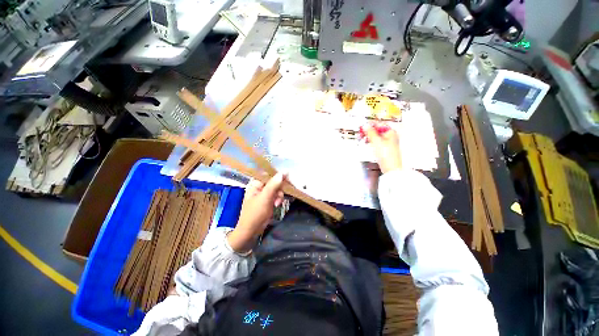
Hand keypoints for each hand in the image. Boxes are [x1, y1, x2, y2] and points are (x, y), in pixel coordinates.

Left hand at [227, 173, 285, 252]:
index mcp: (255, 183)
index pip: (269, 174)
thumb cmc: (255, 213)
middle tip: (281, 196)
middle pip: (274, 182)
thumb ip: (274, 184)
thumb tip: (283, 172)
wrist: (251, 231)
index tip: (288, 179)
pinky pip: (276, 195)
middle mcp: (260, 187)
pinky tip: (277, 205)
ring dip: (279, 196)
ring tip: (277, 203)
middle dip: (279, 189)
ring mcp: (264, 194)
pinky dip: (278, 199)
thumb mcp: (265, 198)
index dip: (279, 176)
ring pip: (277, 189)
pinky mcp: (268, 200)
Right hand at [364, 123, 402, 173]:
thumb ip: (370, 132)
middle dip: (369, 131)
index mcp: (391, 132)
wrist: (390, 168)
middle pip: (378, 130)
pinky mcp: (385, 149)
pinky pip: (377, 142)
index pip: (379, 124)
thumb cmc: (386, 154)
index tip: (362, 126)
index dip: (370, 124)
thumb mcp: (376, 141)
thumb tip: (365, 125)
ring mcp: (388, 143)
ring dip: (369, 137)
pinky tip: (367, 143)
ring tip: (362, 138)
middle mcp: (391, 136)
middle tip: (361, 133)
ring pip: (376, 137)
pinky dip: (371, 142)